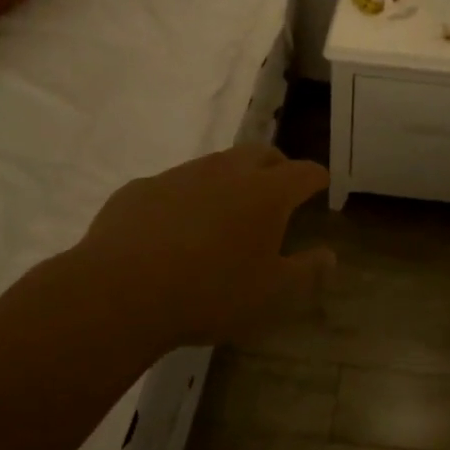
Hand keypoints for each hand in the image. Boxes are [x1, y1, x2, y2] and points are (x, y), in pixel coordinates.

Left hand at [58, 144, 334, 353]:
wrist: (120, 293)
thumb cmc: (211, 294)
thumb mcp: (271, 295)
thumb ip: (307, 272)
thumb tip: (330, 255)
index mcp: (266, 193)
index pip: (304, 172)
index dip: (316, 178)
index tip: (320, 186)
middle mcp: (226, 171)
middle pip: (261, 153)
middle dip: (276, 167)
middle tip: (278, 191)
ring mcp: (180, 175)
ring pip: (215, 165)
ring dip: (229, 180)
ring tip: (226, 212)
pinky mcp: (140, 188)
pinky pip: (173, 185)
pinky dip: (185, 198)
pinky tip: (173, 230)